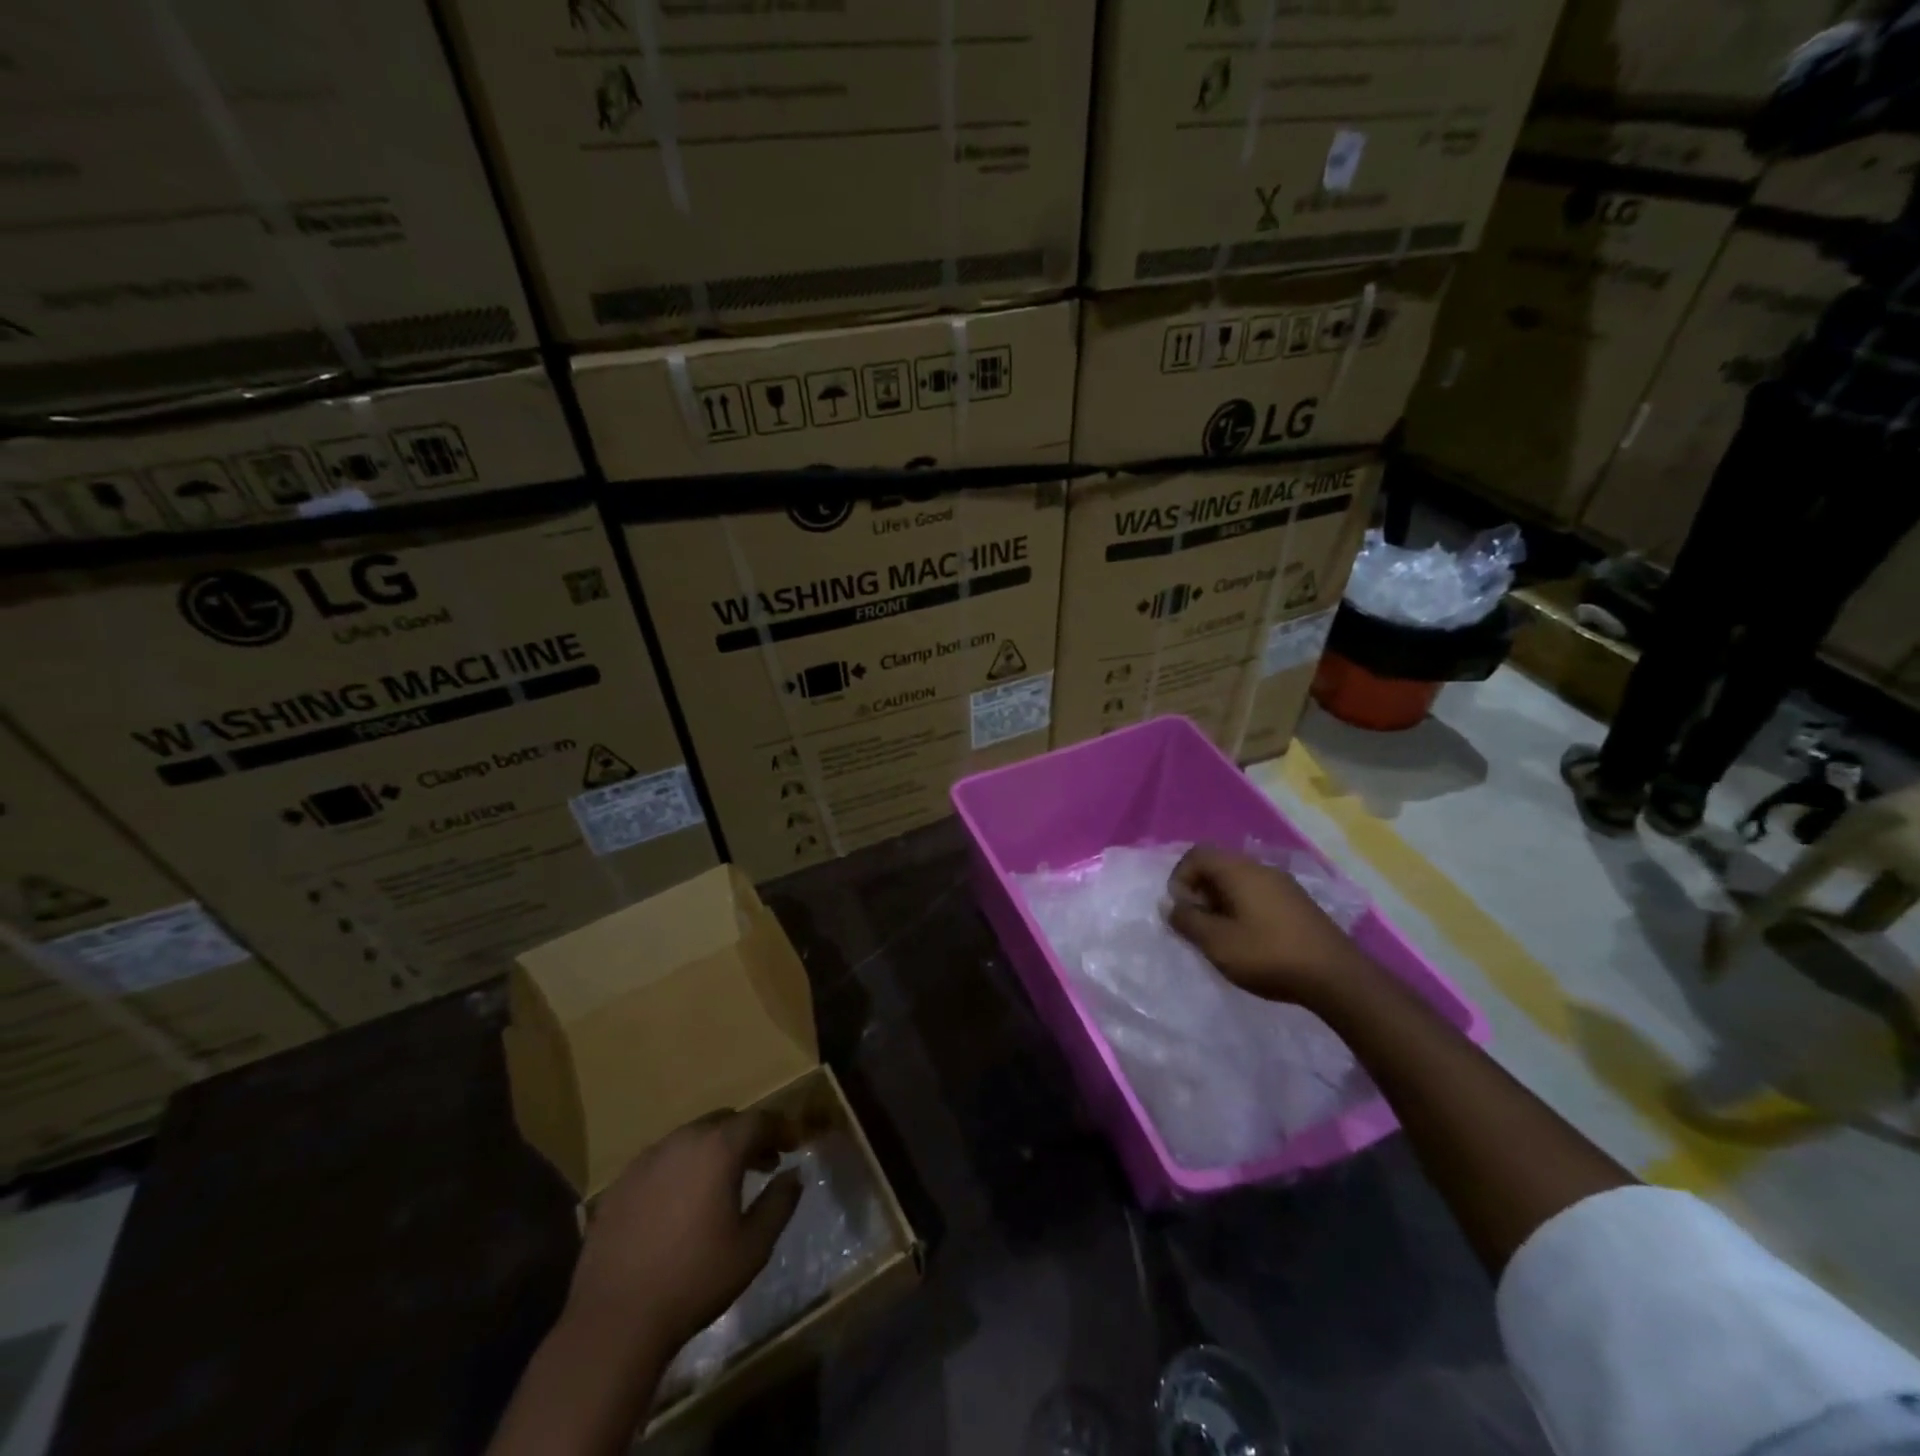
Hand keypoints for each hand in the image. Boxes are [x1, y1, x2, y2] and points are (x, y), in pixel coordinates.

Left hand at [564, 1110, 801, 1360]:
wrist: (616, 1321)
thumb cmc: (695, 1280)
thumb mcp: (754, 1246)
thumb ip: (780, 1202)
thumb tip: (795, 1173)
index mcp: (718, 1149)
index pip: (759, 1120)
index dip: (780, 1128)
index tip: (793, 1145)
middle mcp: (683, 1140)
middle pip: (724, 1122)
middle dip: (747, 1136)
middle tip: (763, 1163)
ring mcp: (647, 1159)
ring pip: (691, 1138)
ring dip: (713, 1150)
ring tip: (721, 1183)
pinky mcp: (621, 1183)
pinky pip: (661, 1161)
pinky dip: (681, 1169)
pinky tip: (681, 1203)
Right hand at [1166, 846, 1373, 1005]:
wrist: (1337, 977)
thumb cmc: (1268, 955)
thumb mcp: (1217, 942)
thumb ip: (1187, 921)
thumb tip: (1172, 906)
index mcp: (1239, 870)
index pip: (1197, 854)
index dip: (1180, 877)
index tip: (1181, 909)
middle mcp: (1261, 869)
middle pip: (1218, 866)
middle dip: (1200, 891)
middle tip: (1198, 925)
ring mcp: (1284, 885)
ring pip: (1239, 882)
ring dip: (1221, 902)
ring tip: (1221, 936)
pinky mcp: (1298, 904)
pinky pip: (1258, 895)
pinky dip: (1243, 909)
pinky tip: (1250, 941)